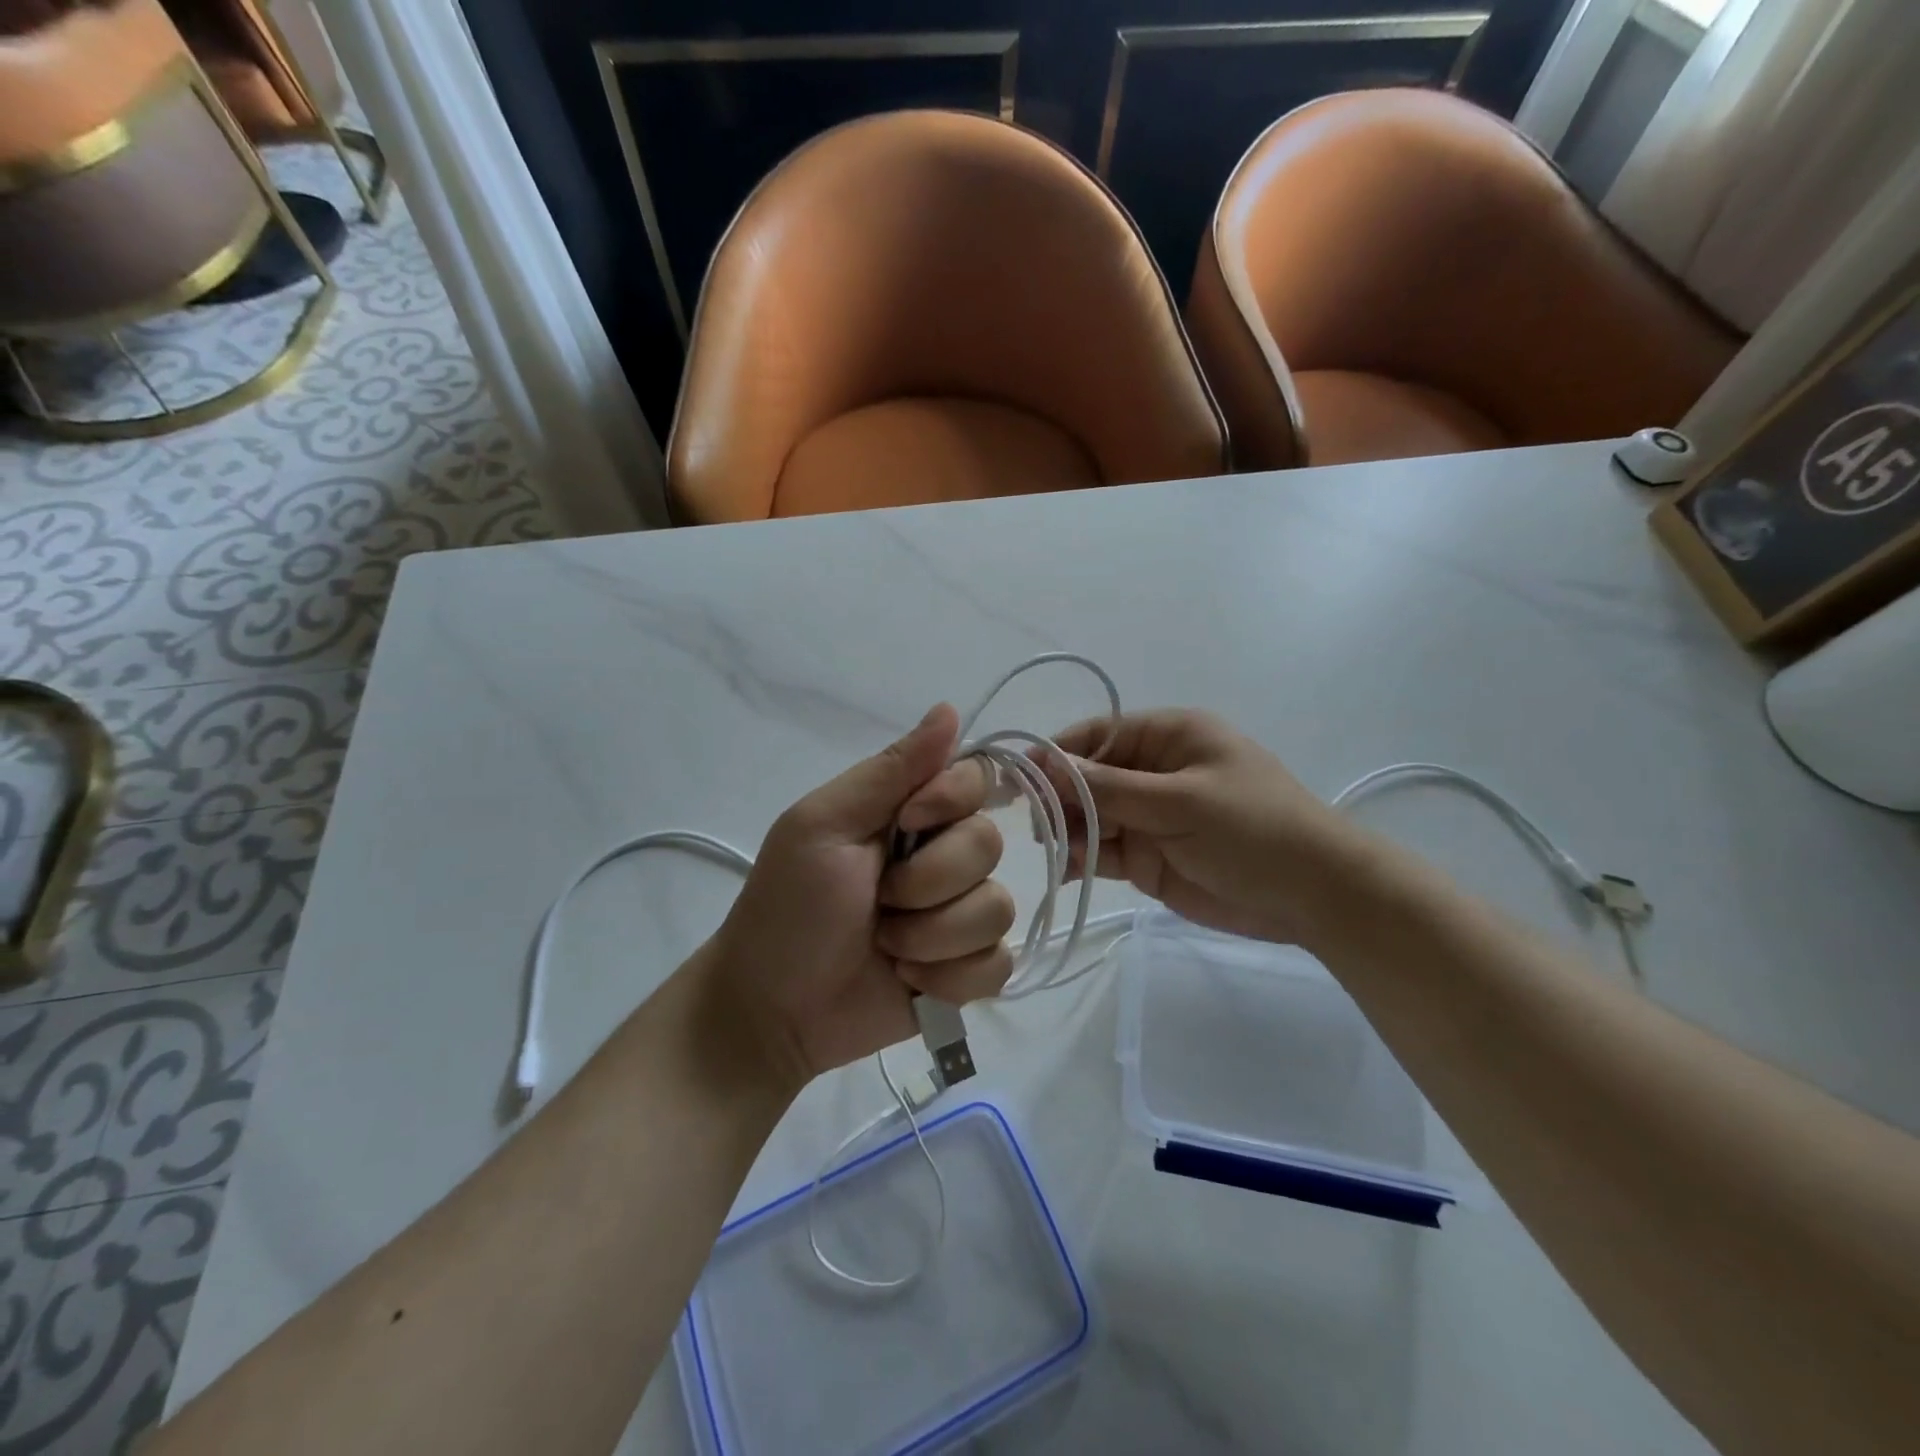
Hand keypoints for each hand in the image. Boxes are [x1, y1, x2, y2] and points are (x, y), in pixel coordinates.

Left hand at [707, 705, 1013, 1087]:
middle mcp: (944, 856)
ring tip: (887, 948)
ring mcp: (959, 915)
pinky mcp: (967, 970)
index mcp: (911, 813)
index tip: (908, 823)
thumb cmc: (789, 907)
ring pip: (997, 910)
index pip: (976, 779)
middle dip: (928, 882)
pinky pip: (998, 964)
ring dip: (933, 937)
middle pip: (989, 845)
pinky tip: (911, 983)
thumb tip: (950, 708)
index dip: (952, 801)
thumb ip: (890, 770)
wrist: (773, 1011)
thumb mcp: (824, 825)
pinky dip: (950, 978)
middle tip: (878, 901)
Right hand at [1044, 710, 1370, 947]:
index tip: (1021, 779)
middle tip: (1036, 825)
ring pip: (1091, 817)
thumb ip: (1111, 788)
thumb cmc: (1253, 830)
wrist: (1314, 896)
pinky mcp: (1149, 857)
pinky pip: (1104, 851)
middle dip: (1060, 798)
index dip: (1058, 754)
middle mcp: (1153, 771)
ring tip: (1054, 851)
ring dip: (1068, 831)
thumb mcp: (1181, 801)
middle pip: (1088, 777)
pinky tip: (1065, 871)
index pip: (1098, 735)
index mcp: (1169, 738)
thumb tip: (1048, 767)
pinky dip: (1082, 858)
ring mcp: (1150, 816)